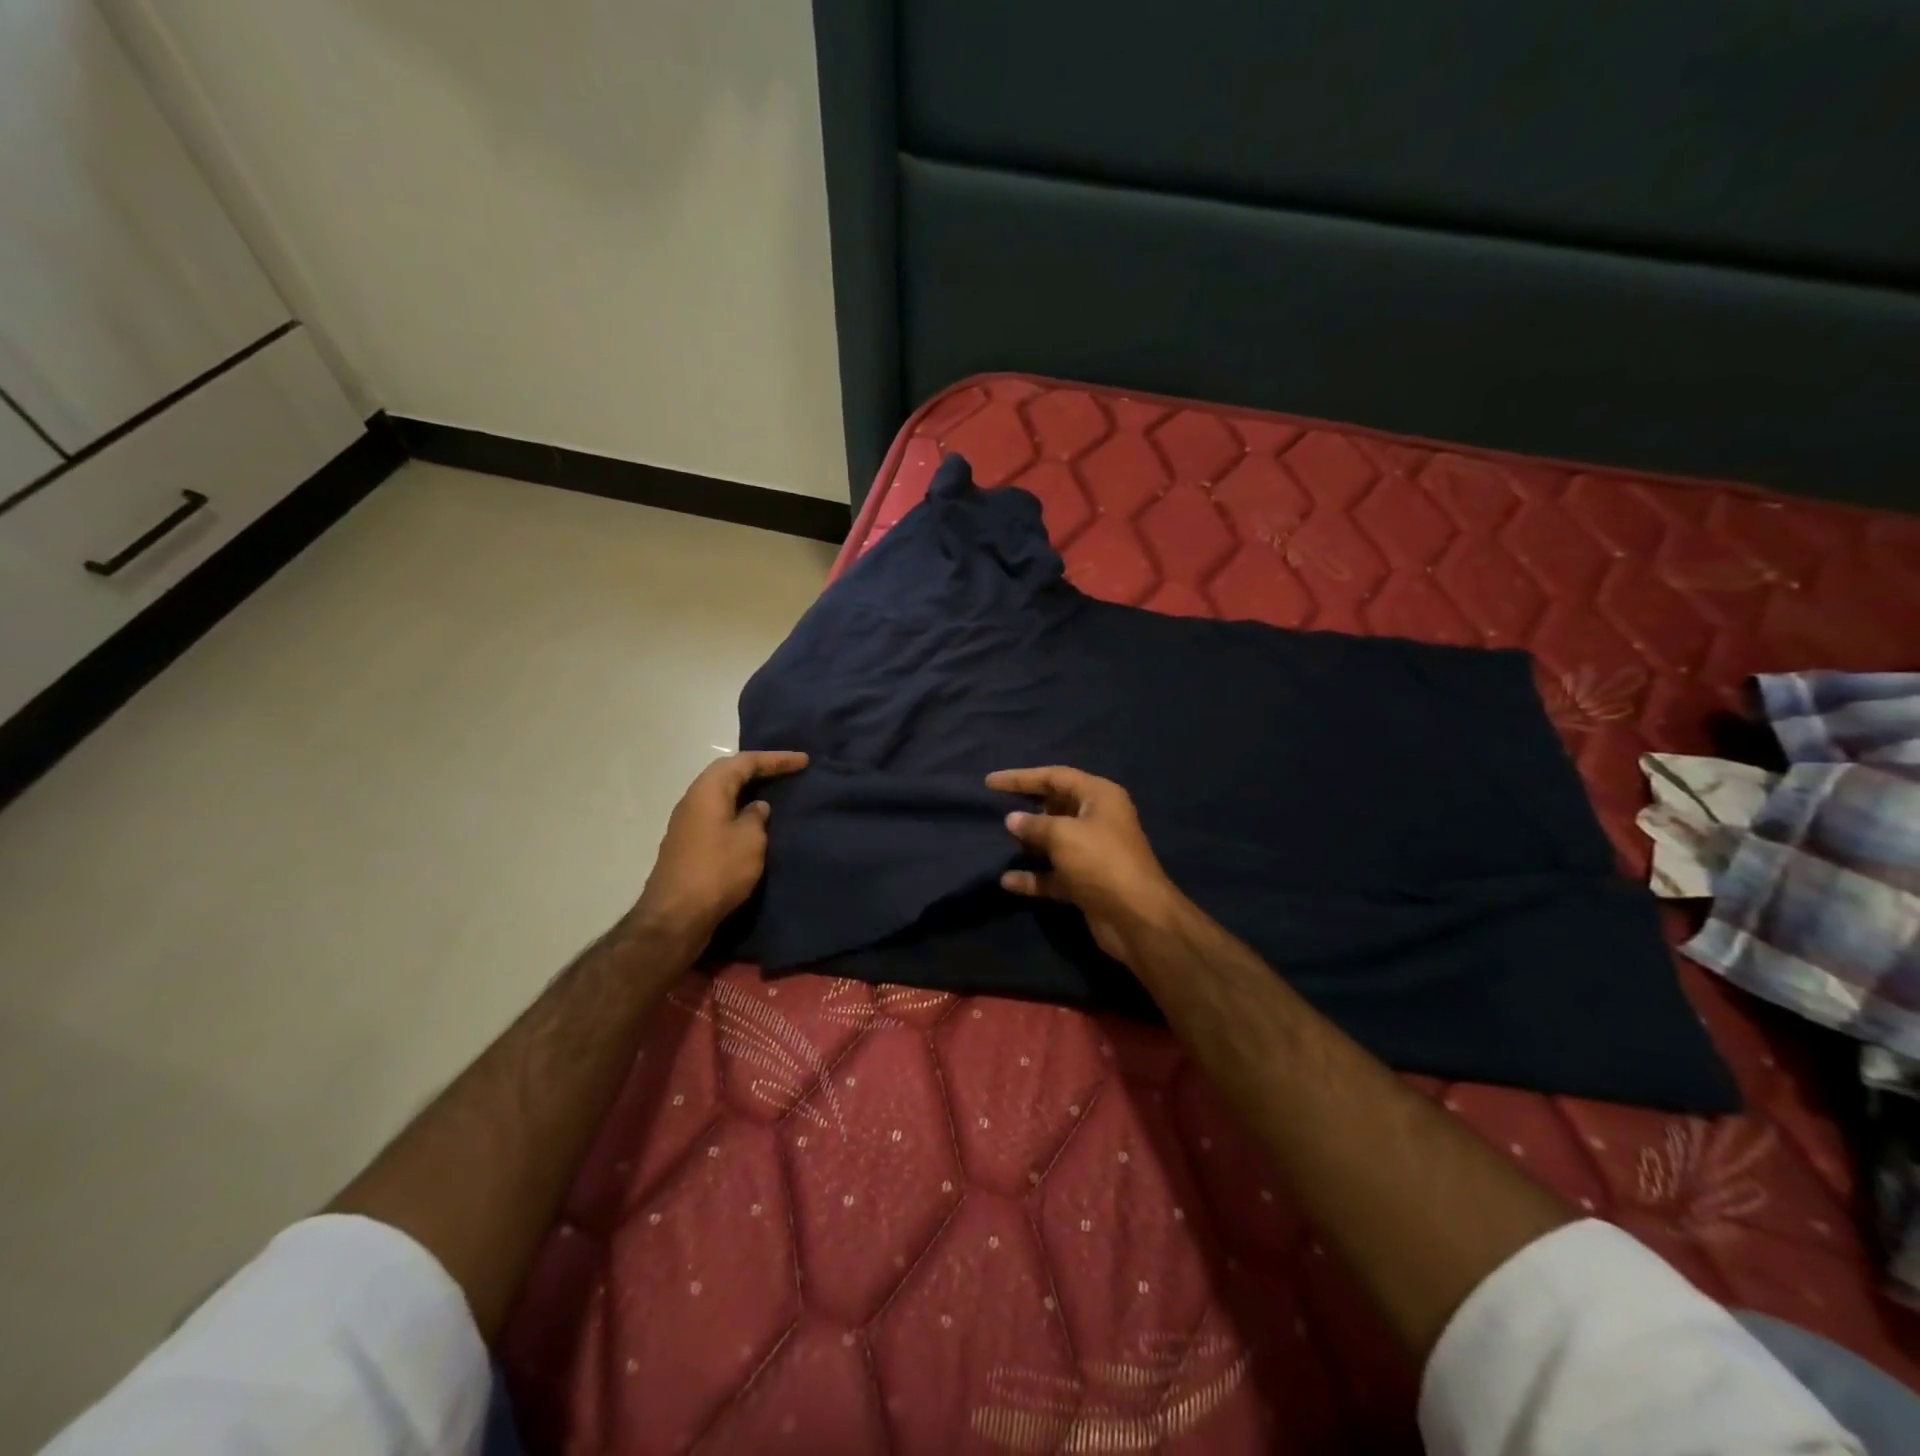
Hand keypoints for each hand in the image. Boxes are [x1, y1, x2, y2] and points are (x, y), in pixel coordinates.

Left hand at [633, 751, 808, 946]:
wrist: (675, 917)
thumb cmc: (717, 871)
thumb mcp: (749, 840)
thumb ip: (756, 817)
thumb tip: (756, 808)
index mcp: (708, 791)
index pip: (744, 762)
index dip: (775, 759)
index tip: (803, 761)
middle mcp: (693, 800)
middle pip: (728, 774)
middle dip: (759, 769)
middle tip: (787, 771)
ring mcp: (687, 824)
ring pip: (721, 795)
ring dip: (747, 791)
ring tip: (774, 793)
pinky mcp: (689, 845)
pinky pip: (718, 815)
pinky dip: (738, 811)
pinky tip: (754, 822)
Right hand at [986, 766, 1184, 966]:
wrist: (1136, 917)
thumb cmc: (1101, 862)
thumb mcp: (1063, 835)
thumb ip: (1034, 825)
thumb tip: (1012, 819)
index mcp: (1099, 796)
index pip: (1055, 776)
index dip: (1022, 778)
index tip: (990, 782)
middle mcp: (1097, 819)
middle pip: (1055, 806)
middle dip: (1027, 808)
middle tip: (995, 809)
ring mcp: (1092, 852)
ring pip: (1054, 841)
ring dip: (1029, 843)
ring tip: (998, 842)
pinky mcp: (1085, 881)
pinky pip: (1053, 873)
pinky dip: (1033, 876)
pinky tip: (1008, 881)